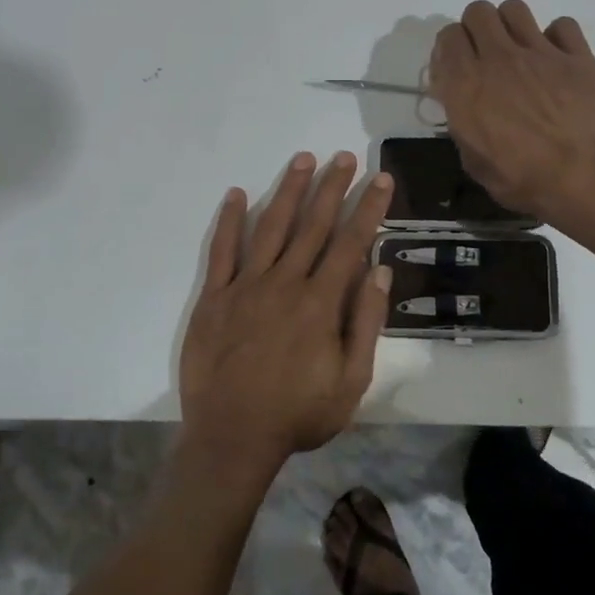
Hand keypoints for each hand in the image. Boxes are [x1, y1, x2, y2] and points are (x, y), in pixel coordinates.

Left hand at [178, 151, 393, 488]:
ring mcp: (246, 286)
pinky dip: (230, 221)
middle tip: (343, 156)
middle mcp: (285, 283)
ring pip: (272, 228)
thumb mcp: (351, 380)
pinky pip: (222, 251)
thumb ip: (366, 322)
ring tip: (303, 160)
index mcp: (320, 302)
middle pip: (313, 225)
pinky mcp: (214, 297)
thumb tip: (381, 270)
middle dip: (332, 187)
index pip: (351, 242)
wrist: (232, 438)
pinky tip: (238, 194)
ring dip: (289, 191)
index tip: (380, 178)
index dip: (368, 208)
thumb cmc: (298, 413)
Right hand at [429, 0, 594, 228]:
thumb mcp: (474, 161)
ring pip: (515, 9)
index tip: (456, 69)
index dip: (450, 49)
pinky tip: (558, 58)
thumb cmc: (523, 179)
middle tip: (486, 55)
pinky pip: (562, 25)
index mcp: (467, 84)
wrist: (584, 177)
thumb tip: (464, 109)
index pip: (447, 36)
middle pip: (478, 12)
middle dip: (477, 28)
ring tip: (519, 49)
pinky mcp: (577, 56)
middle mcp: (499, 58)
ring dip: (511, 25)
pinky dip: (557, 37)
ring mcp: (541, 52)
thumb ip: (463, 125)